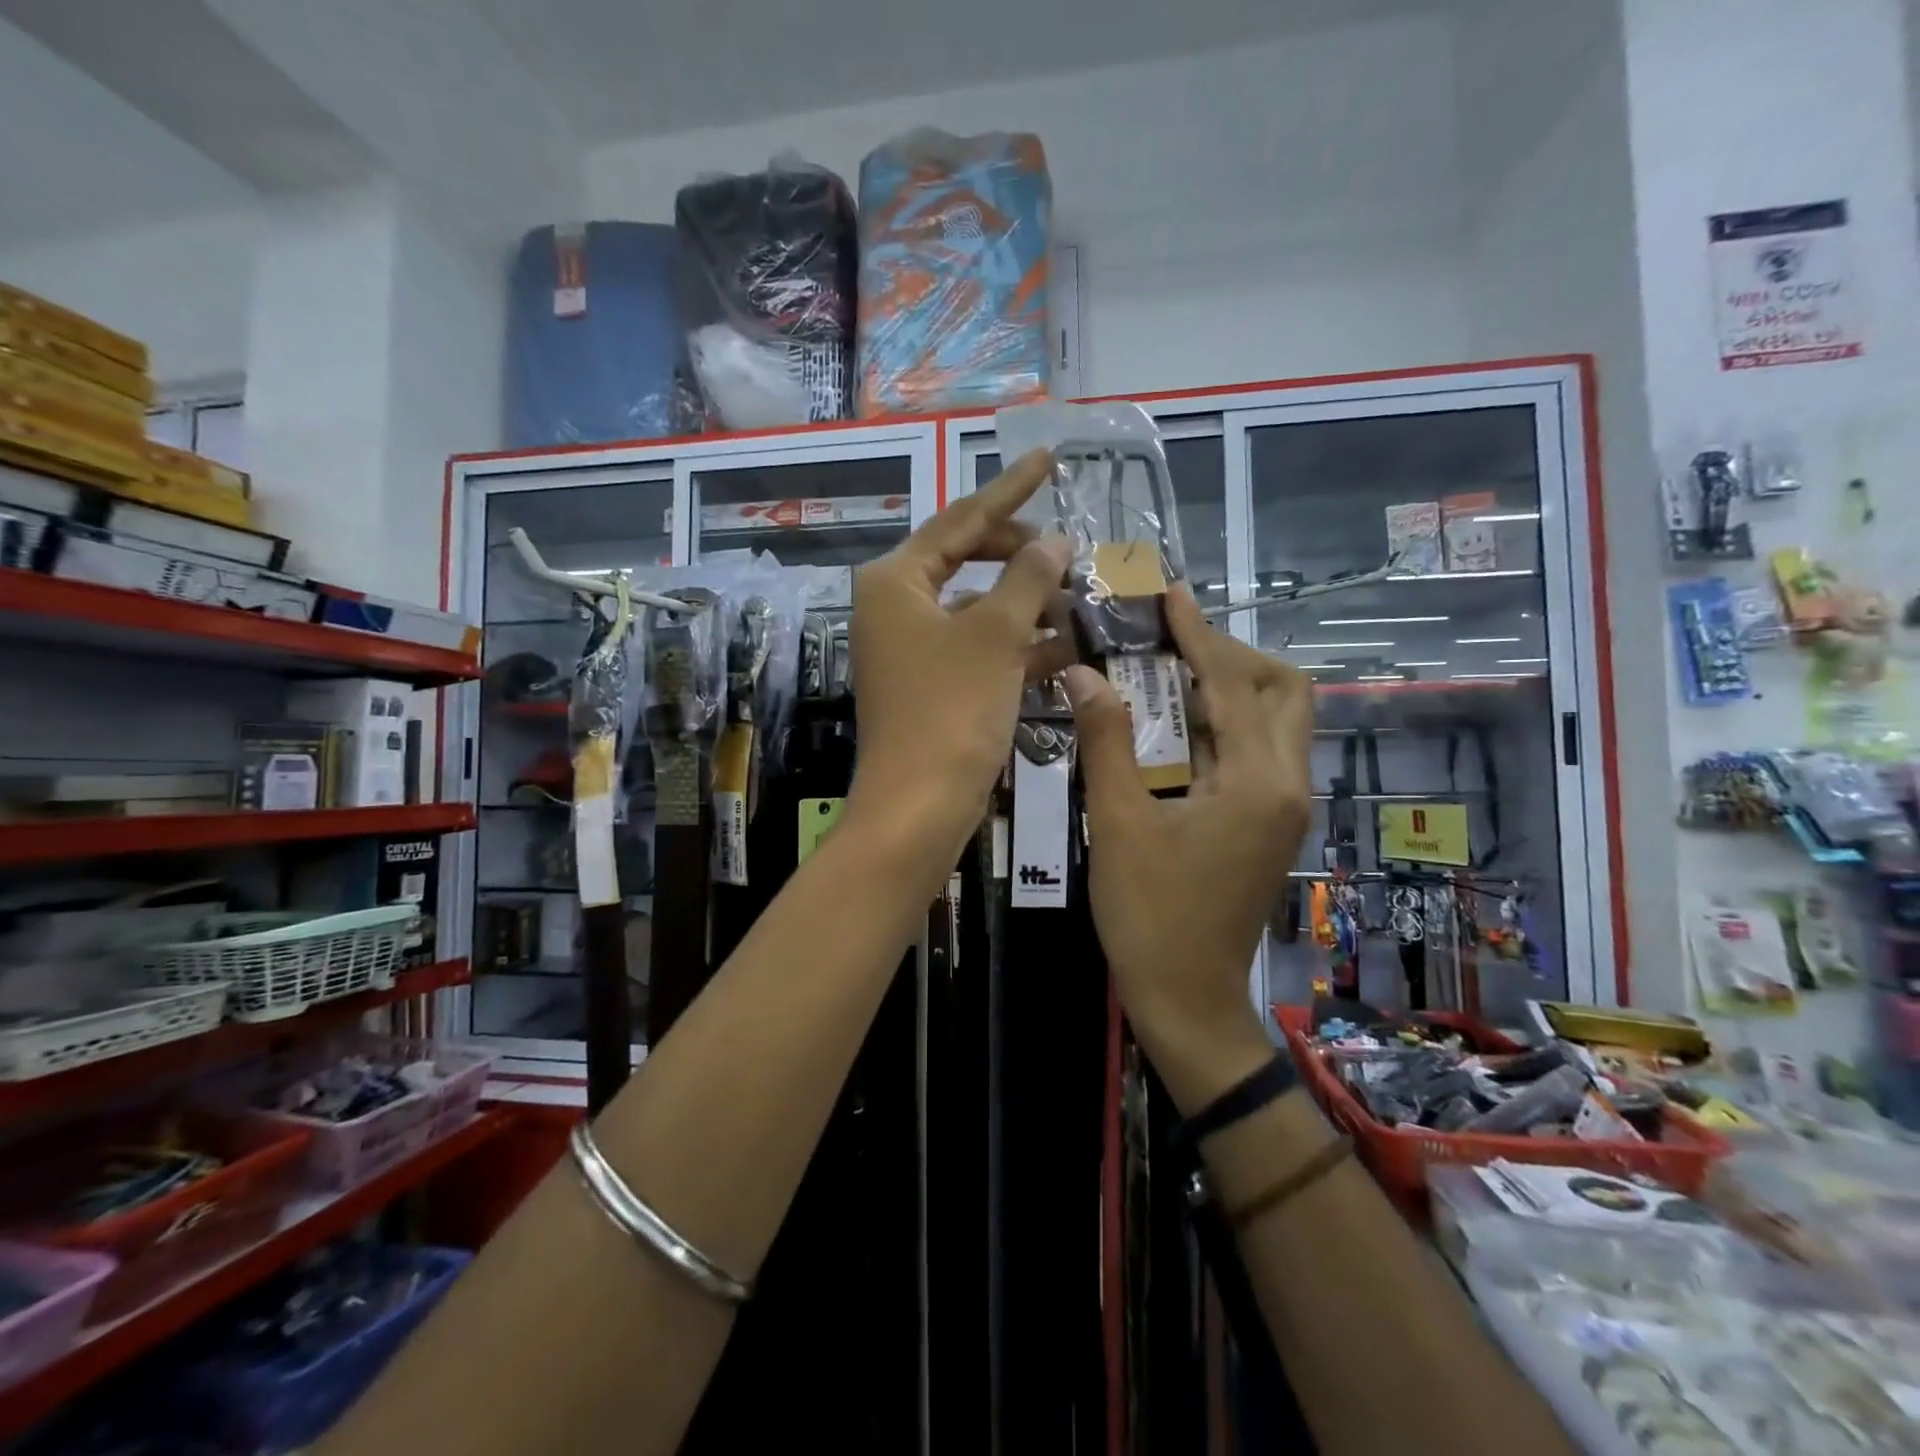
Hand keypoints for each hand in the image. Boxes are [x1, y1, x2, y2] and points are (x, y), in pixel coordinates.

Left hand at [848, 449, 1070, 867]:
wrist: (918, 808)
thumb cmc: (952, 710)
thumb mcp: (996, 636)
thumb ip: (1028, 579)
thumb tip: (1054, 540)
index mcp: (895, 581)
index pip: (960, 520)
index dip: (1008, 490)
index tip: (1048, 458)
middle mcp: (895, 608)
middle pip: (965, 562)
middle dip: (1021, 558)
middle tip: (1068, 551)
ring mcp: (910, 650)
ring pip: (976, 610)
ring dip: (1026, 606)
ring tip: (1079, 601)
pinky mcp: (929, 687)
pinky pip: (977, 650)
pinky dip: (1016, 647)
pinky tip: (1064, 649)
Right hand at [1065, 588, 1312, 1109]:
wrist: (1187, 998)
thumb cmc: (1150, 914)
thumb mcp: (1118, 823)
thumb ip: (1105, 743)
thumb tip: (1083, 675)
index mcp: (1257, 782)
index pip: (1233, 684)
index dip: (1199, 634)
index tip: (1170, 595)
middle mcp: (1285, 785)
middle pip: (1283, 692)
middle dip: (1233, 656)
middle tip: (1174, 646)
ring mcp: (1282, 808)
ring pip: (1275, 722)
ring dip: (1230, 689)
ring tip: (1168, 675)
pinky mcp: (1267, 824)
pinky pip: (1257, 753)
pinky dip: (1223, 726)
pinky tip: (1174, 729)